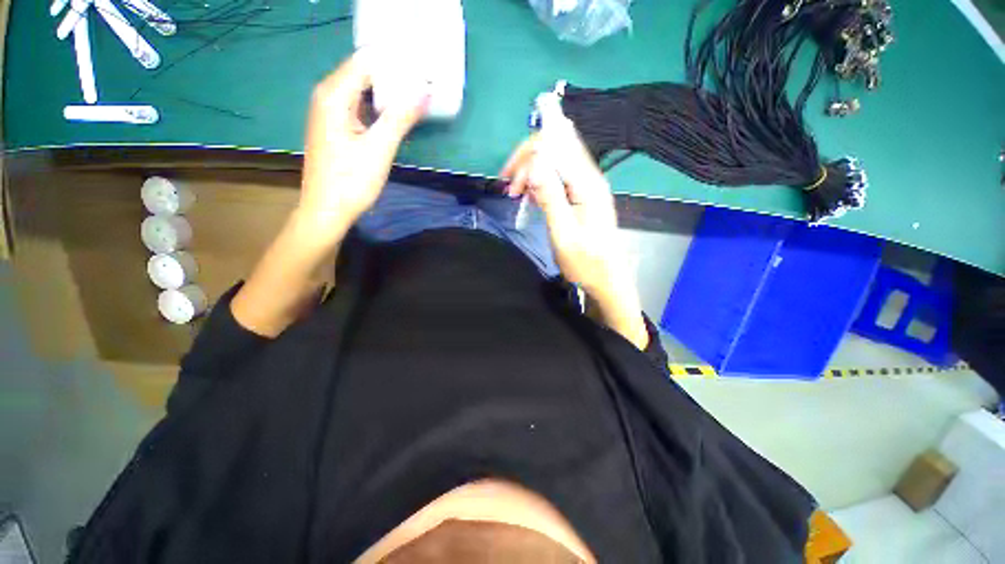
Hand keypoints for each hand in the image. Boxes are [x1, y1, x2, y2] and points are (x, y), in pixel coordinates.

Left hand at [300, 51, 428, 238]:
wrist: (327, 210)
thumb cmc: (351, 181)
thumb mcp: (379, 149)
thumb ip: (400, 118)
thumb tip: (424, 91)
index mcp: (334, 95)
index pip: (365, 61)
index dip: (393, 61)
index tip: (420, 65)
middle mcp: (328, 96)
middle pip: (362, 72)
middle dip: (392, 74)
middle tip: (422, 78)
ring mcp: (330, 112)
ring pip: (361, 89)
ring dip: (387, 91)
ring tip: (414, 92)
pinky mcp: (336, 127)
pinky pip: (359, 105)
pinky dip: (378, 106)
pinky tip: (396, 112)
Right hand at [501, 122, 649, 349]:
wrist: (606, 279)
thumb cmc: (585, 262)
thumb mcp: (564, 234)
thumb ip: (551, 197)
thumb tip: (535, 163)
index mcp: (586, 184)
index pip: (556, 145)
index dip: (529, 155)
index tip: (510, 181)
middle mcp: (588, 177)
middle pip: (555, 146)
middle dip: (527, 161)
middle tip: (510, 188)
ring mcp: (586, 184)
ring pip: (554, 160)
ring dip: (531, 170)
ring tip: (517, 193)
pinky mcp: (581, 194)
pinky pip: (557, 175)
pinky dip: (539, 181)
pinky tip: (531, 196)